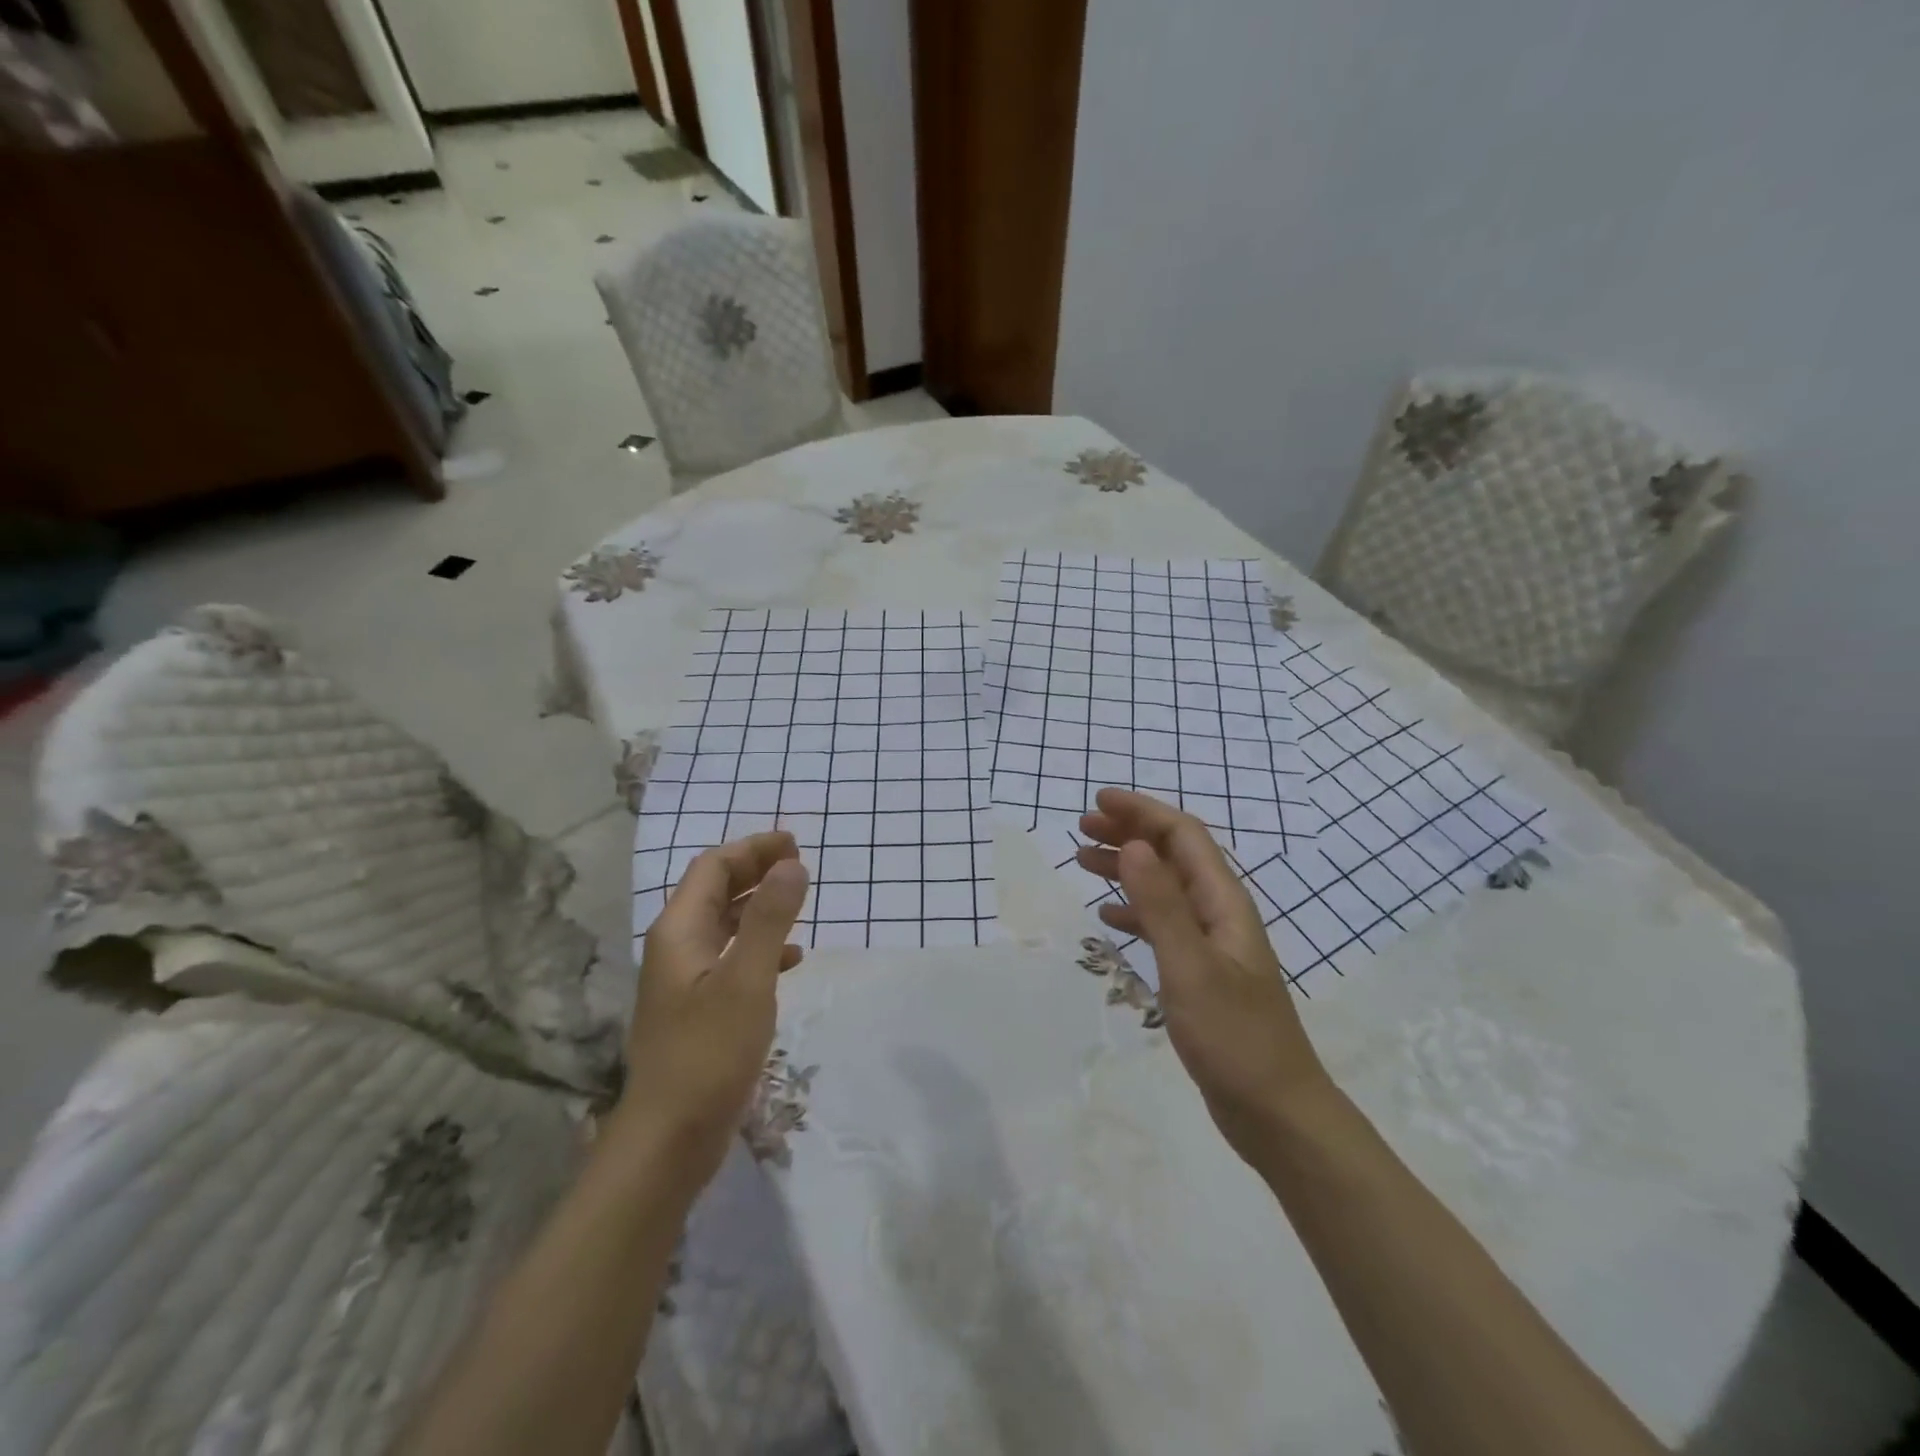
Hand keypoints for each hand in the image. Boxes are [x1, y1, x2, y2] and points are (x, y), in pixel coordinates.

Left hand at [619, 831, 808, 1190]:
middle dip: (756, 870)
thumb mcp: (748, 979)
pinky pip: (732, 958)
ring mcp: (686, 980)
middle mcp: (677, 947)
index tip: (795, 844)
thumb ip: (770, 919)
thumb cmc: (708, 1052)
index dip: (753, 848)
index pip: (713, 867)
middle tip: (800, 863)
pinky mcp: (699, 1008)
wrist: (670, 1137)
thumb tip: (792, 864)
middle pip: (716, 890)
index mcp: (680, 931)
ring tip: (799, 901)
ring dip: (760, 906)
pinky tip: (791, 958)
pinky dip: (761, 946)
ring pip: (725, 924)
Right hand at [1076, 789, 1331, 1161]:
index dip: (1142, 812)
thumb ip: (1161, 904)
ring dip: (1127, 869)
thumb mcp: (1190, 966)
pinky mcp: (1201, 973)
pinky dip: (1134, 912)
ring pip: (1164, 888)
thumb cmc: (1234, 1036)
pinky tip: (1108, 919)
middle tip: (1082, 830)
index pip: (1182, 835)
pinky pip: (1163, 925)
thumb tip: (1134, 844)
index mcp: (1223, 902)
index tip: (1098, 802)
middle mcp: (1218, 912)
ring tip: (1083, 862)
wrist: (1275, 1110)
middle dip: (1129, 834)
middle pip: (1172, 855)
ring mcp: (1211, 944)